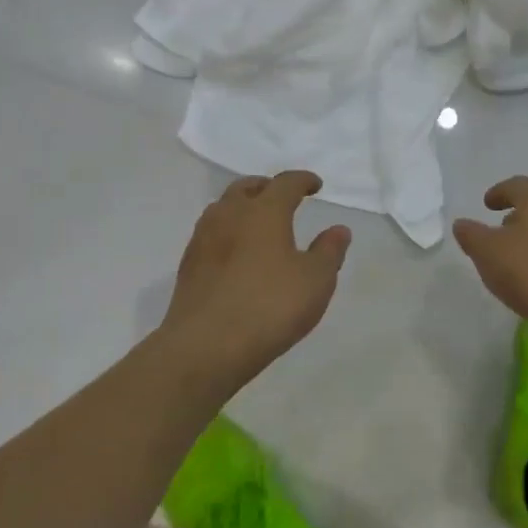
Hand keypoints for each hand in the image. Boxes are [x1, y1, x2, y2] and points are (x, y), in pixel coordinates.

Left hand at [161, 171, 351, 388]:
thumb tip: (338, 229)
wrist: (206, 346)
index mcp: (264, 212)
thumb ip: (329, 251)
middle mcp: (230, 215)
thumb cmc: (270, 307)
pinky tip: (235, 253)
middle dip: (267, 187)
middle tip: (282, 197)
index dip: (303, 180)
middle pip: (247, 187)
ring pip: (223, 208)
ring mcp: (203, 239)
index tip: (315, 186)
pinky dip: (227, 231)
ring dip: (242, 207)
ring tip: (257, 222)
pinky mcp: (188, 265)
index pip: (285, 183)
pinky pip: (210, 233)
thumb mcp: (316, 281)